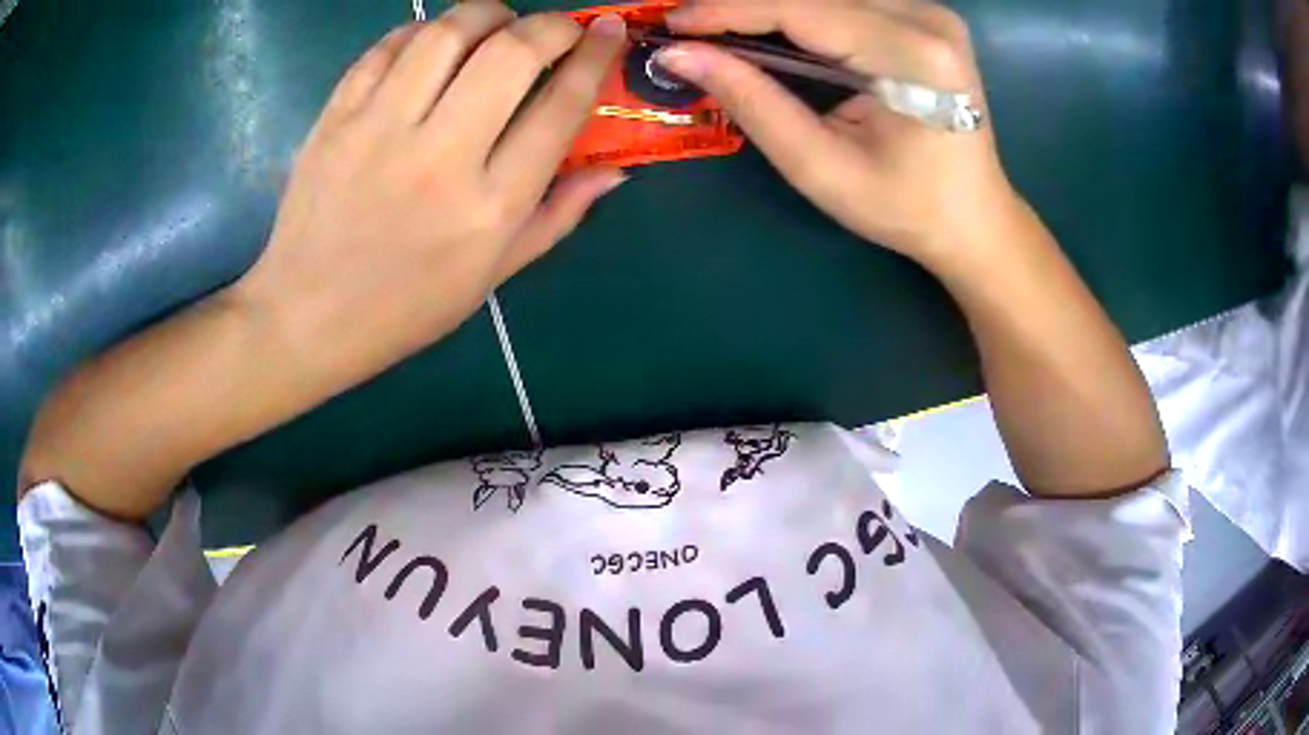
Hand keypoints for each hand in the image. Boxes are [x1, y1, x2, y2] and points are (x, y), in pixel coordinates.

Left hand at [234, 2, 626, 385]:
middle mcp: (440, 158)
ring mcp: (379, 130)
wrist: (307, 316)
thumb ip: (559, 215)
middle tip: (557, 28)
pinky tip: (434, 44)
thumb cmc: (407, 306)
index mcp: (490, 206)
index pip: (560, 107)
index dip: (595, 57)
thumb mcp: (495, 275)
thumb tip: (614, 168)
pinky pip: (388, 47)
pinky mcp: (336, 118)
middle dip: (551, 24)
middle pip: (511, 53)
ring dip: (487, 13)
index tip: (609, 30)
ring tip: (497, 24)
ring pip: (448, 33)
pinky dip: (423, 31)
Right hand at [657, 0, 1017, 270]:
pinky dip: (800, 11)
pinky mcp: (924, 15)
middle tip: (690, 29)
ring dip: (770, 7)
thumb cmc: (905, 207)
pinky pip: (847, 1)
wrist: (975, 218)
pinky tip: (770, 29)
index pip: (802, 9)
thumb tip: (681, 55)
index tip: (671, 24)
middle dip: (744, 6)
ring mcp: (929, 11)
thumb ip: (753, 103)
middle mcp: (927, 18)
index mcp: (913, 57)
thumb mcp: (822, 168)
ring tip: (723, 31)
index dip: (729, 10)